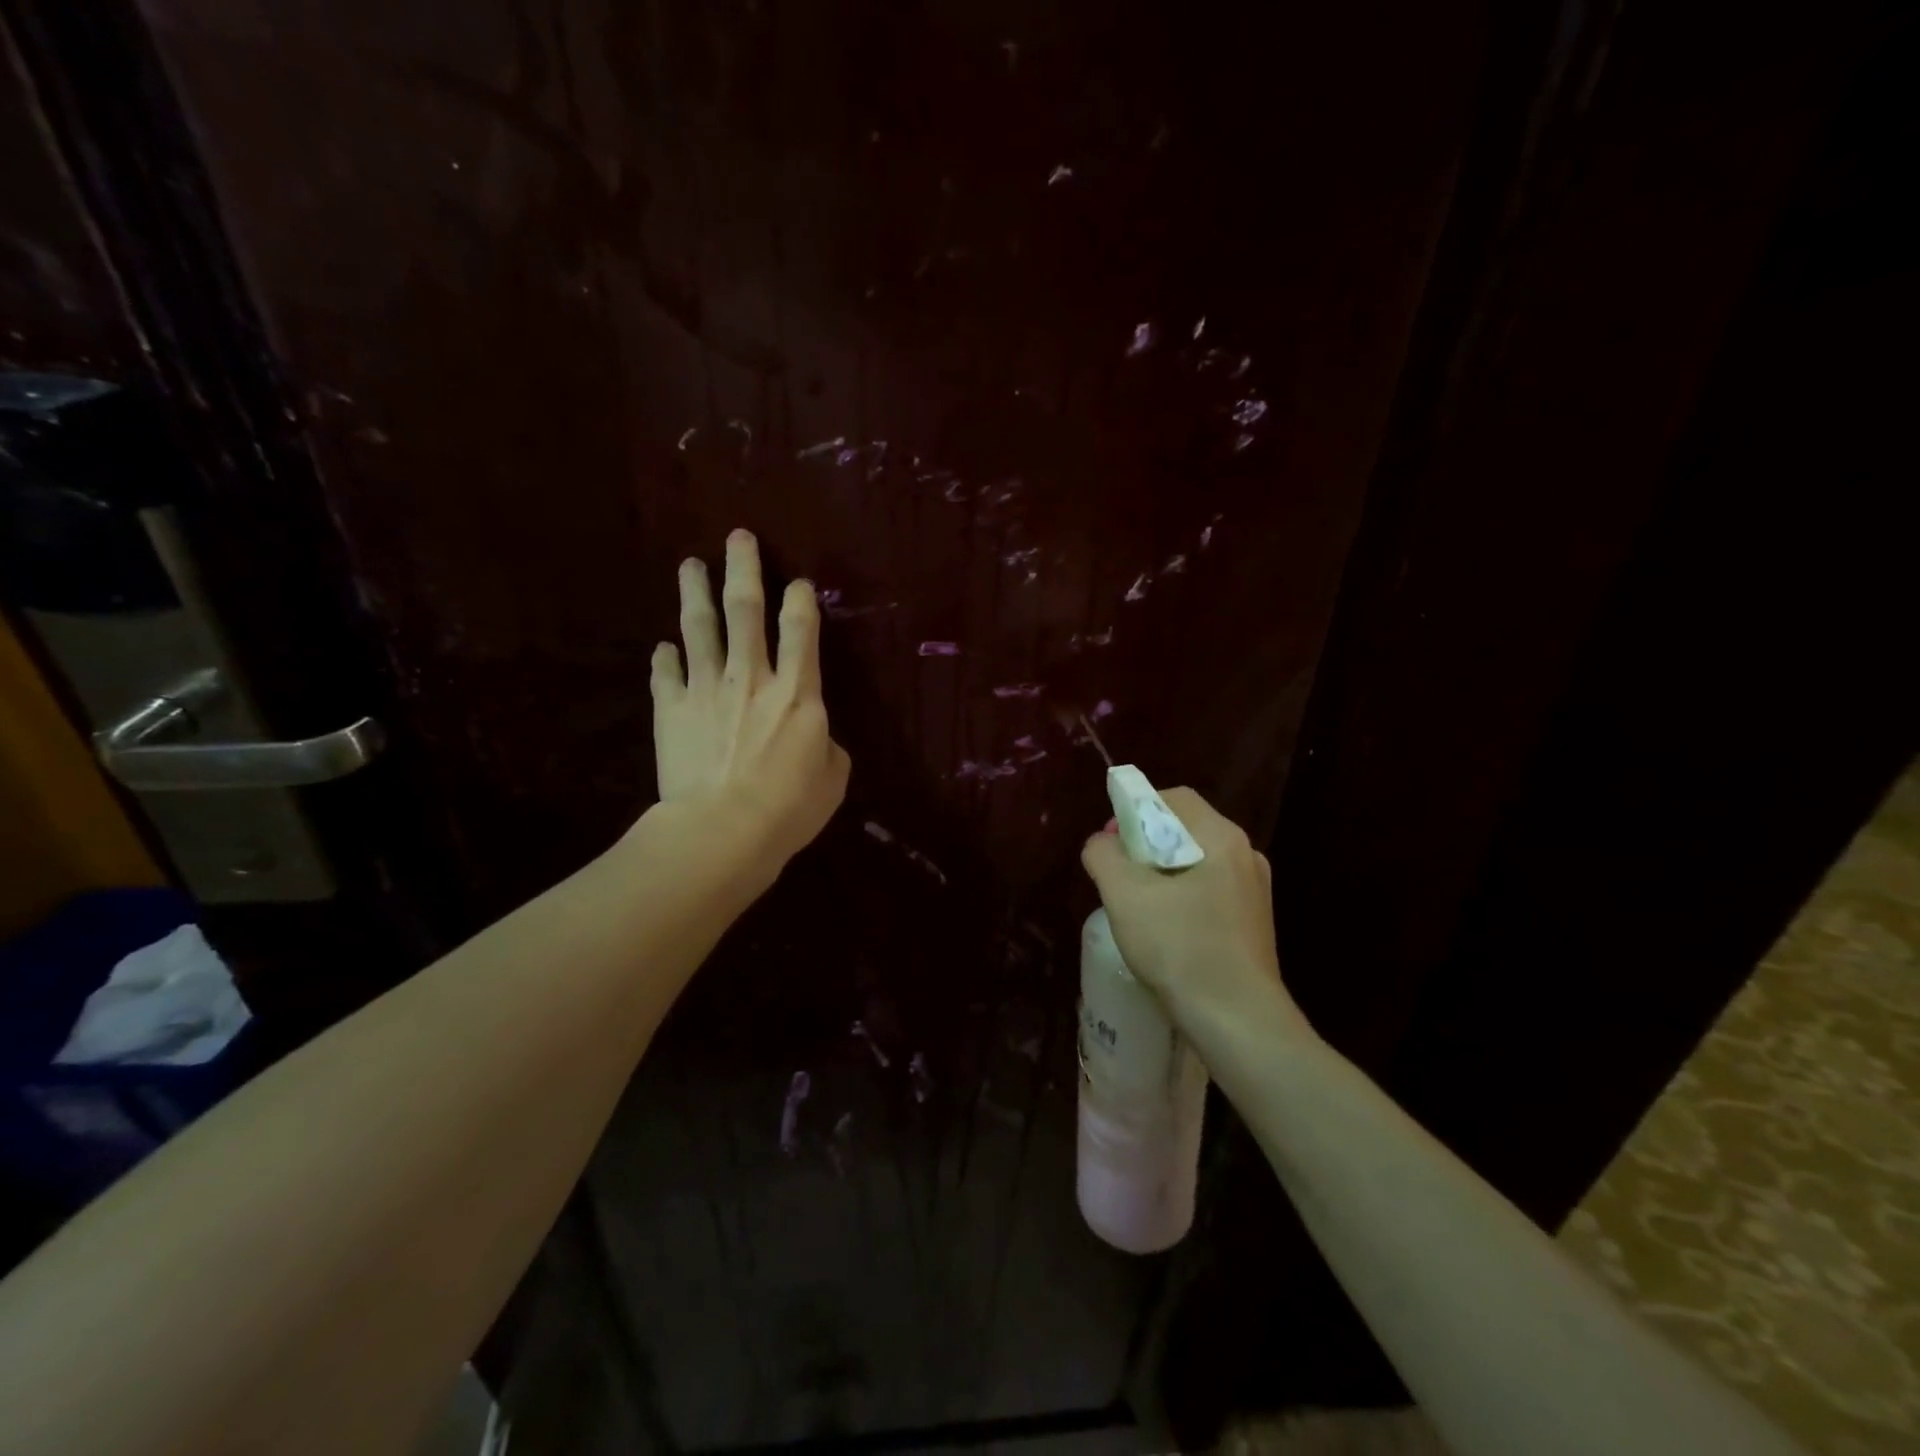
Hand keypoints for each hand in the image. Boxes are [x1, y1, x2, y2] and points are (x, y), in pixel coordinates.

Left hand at [650, 529, 850, 865]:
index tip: (798, 583)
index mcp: (797, 691)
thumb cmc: (789, 808)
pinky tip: (664, 648)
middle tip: (737, 536)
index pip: (801, 629)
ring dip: (695, 591)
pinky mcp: (670, 710)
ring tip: (690, 565)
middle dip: (743, 567)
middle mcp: (750, 676)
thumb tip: (812, 736)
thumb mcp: (832, 778)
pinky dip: (664, 658)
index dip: (800, 599)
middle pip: (745, 609)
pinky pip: (664, 674)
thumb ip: (824, 745)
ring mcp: (705, 688)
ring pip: (700, 627)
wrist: (722, 831)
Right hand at [1079, 787, 1308, 1045]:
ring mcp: (1254, 892)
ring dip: (1162, 875)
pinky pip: (1209, 893)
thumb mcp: (1125, 895)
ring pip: (1196, 864)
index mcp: (1222, 837)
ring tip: (1137, 908)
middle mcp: (1246, 856)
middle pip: (1185, 830)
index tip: (1113, 844)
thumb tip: (1101, 843)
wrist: (1238, 1022)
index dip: (1135, 810)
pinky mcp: (1253, 924)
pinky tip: (1165, 933)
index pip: (1174, 798)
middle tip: (1119, 878)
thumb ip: (1103, 855)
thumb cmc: (1180, 948)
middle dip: (1145, 846)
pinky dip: (1182, 899)